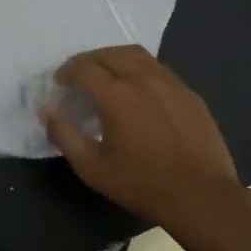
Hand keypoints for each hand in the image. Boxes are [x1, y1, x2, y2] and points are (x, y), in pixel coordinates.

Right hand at [43, 45, 243, 236]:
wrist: (202, 196)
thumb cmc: (142, 184)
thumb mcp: (93, 168)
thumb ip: (64, 135)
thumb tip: (47, 110)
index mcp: (116, 94)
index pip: (84, 68)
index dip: (66, 72)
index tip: (59, 83)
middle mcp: (143, 78)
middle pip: (109, 54)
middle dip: (88, 61)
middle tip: (78, 76)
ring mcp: (170, 83)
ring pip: (136, 55)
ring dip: (114, 58)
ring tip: (106, 75)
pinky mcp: (189, 93)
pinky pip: (158, 68)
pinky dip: (139, 69)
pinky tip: (138, 90)